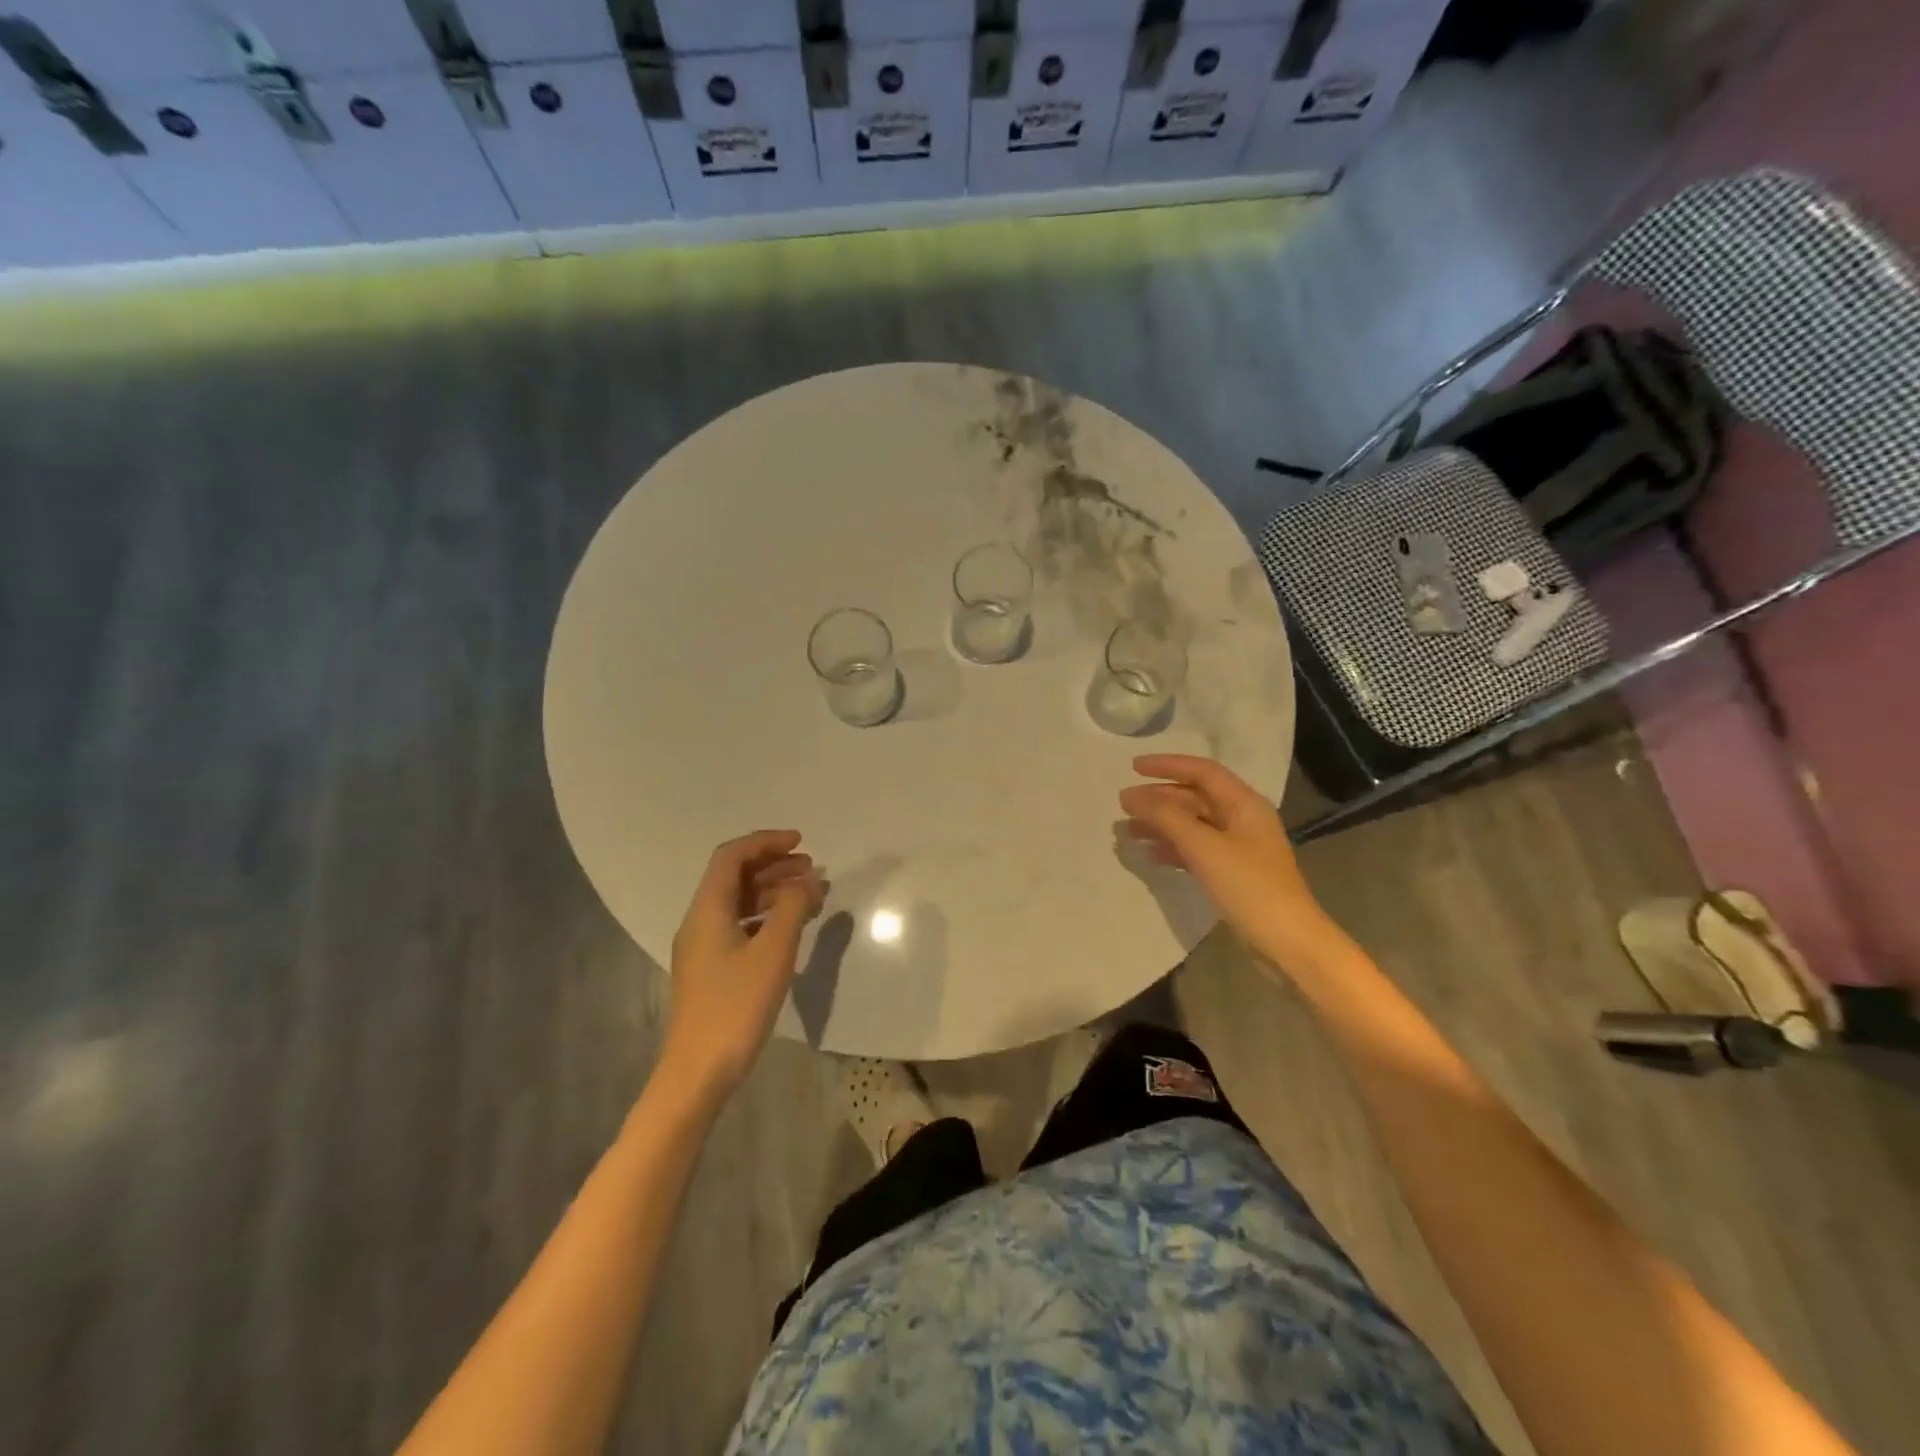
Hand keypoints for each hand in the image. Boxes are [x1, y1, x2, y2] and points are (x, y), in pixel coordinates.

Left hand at [663, 830, 824, 1097]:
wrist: (698, 1071)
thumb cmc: (736, 1006)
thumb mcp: (773, 952)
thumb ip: (792, 909)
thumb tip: (808, 881)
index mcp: (708, 910)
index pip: (731, 856)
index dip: (766, 842)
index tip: (801, 843)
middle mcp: (700, 921)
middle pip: (734, 877)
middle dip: (774, 866)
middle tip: (812, 869)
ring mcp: (703, 946)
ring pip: (738, 902)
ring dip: (772, 891)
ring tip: (810, 896)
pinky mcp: (711, 969)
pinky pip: (739, 925)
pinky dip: (766, 916)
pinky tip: (790, 927)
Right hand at [1119, 755, 1332, 968]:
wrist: (1287, 942)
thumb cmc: (1248, 887)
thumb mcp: (1203, 847)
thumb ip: (1166, 816)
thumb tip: (1130, 795)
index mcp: (1244, 804)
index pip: (1202, 771)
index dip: (1167, 765)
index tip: (1133, 768)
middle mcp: (1242, 819)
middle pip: (1195, 797)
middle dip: (1160, 797)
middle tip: (1124, 804)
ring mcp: (1238, 847)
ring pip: (1193, 824)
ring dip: (1162, 823)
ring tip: (1129, 830)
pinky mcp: (1233, 872)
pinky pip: (1196, 849)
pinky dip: (1173, 848)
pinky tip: (1150, 855)